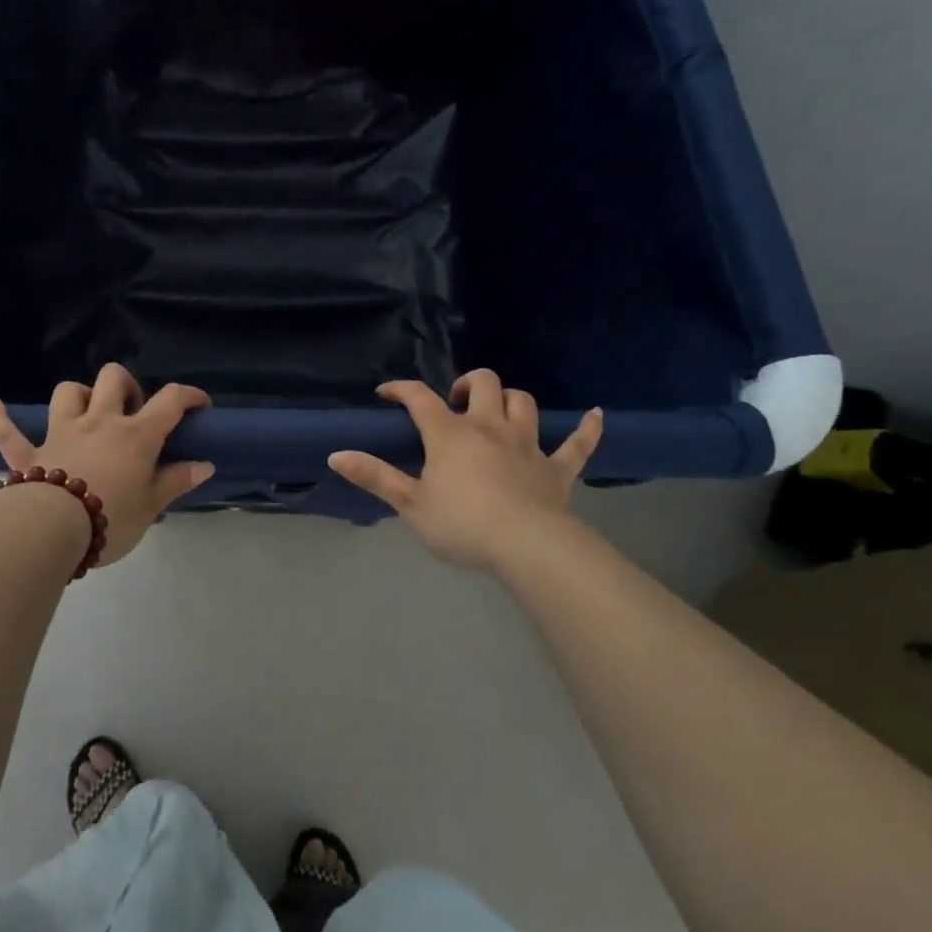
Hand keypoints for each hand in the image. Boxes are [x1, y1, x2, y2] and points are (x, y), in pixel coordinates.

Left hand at [0, 364, 214, 566]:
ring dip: (79, 395)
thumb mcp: (151, 506)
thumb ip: (176, 481)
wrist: (49, 531)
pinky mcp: (27, 453)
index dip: (189, 396)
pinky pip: (8, 430)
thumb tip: (205, 465)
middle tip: (133, 412)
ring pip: (68, 392)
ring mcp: (60, 433)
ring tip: (87, 411)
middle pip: (113, 379)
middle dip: (126, 386)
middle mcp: (98, 422)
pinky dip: (0, 416)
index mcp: (135, 435)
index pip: (170, 401)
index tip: (200, 405)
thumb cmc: (110, 518)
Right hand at [328, 370, 602, 571]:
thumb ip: (374, 477)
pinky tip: (595, 415)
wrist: (527, 548)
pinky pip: (578, 443)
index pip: (419, 398)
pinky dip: (587, 428)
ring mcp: (527, 444)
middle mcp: (488, 427)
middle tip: (454, 405)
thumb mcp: (410, 504)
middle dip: (466, 384)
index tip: (387, 392)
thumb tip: (336, 454)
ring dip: (509, 400)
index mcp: (449, 434)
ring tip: (496, 412)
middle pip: (482, 383)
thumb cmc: (462, 525)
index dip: (401, 389)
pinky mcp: (557, 468)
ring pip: (522, 402)